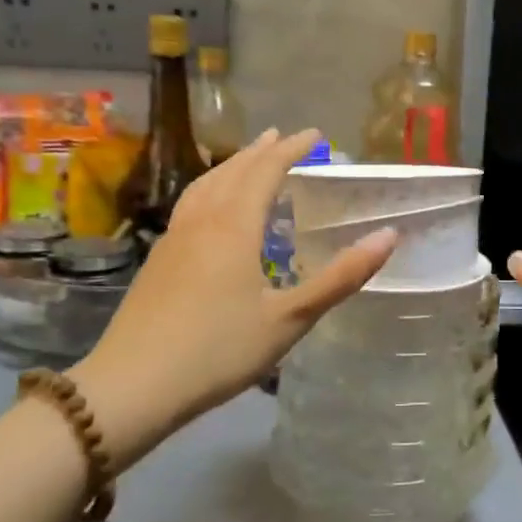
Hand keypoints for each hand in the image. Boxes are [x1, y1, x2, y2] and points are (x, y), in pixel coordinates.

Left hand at [68, 129, 394, 467]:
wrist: (133, 385)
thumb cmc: (219, 350)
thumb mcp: (290, 319)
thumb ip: (340, 277)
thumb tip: (388, 235)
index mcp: (234, 226)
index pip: (266, 171)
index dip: (292, 149)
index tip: (316, 136)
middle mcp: (202, 221)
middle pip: (233, 171)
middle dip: (262, 150)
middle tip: (284, 136)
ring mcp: (174, 238)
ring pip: (205, 185)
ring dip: (232, 165)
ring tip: (248, 158)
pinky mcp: (158, 259)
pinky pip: (190, 204)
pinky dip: (211, 187)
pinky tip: (211, 208)